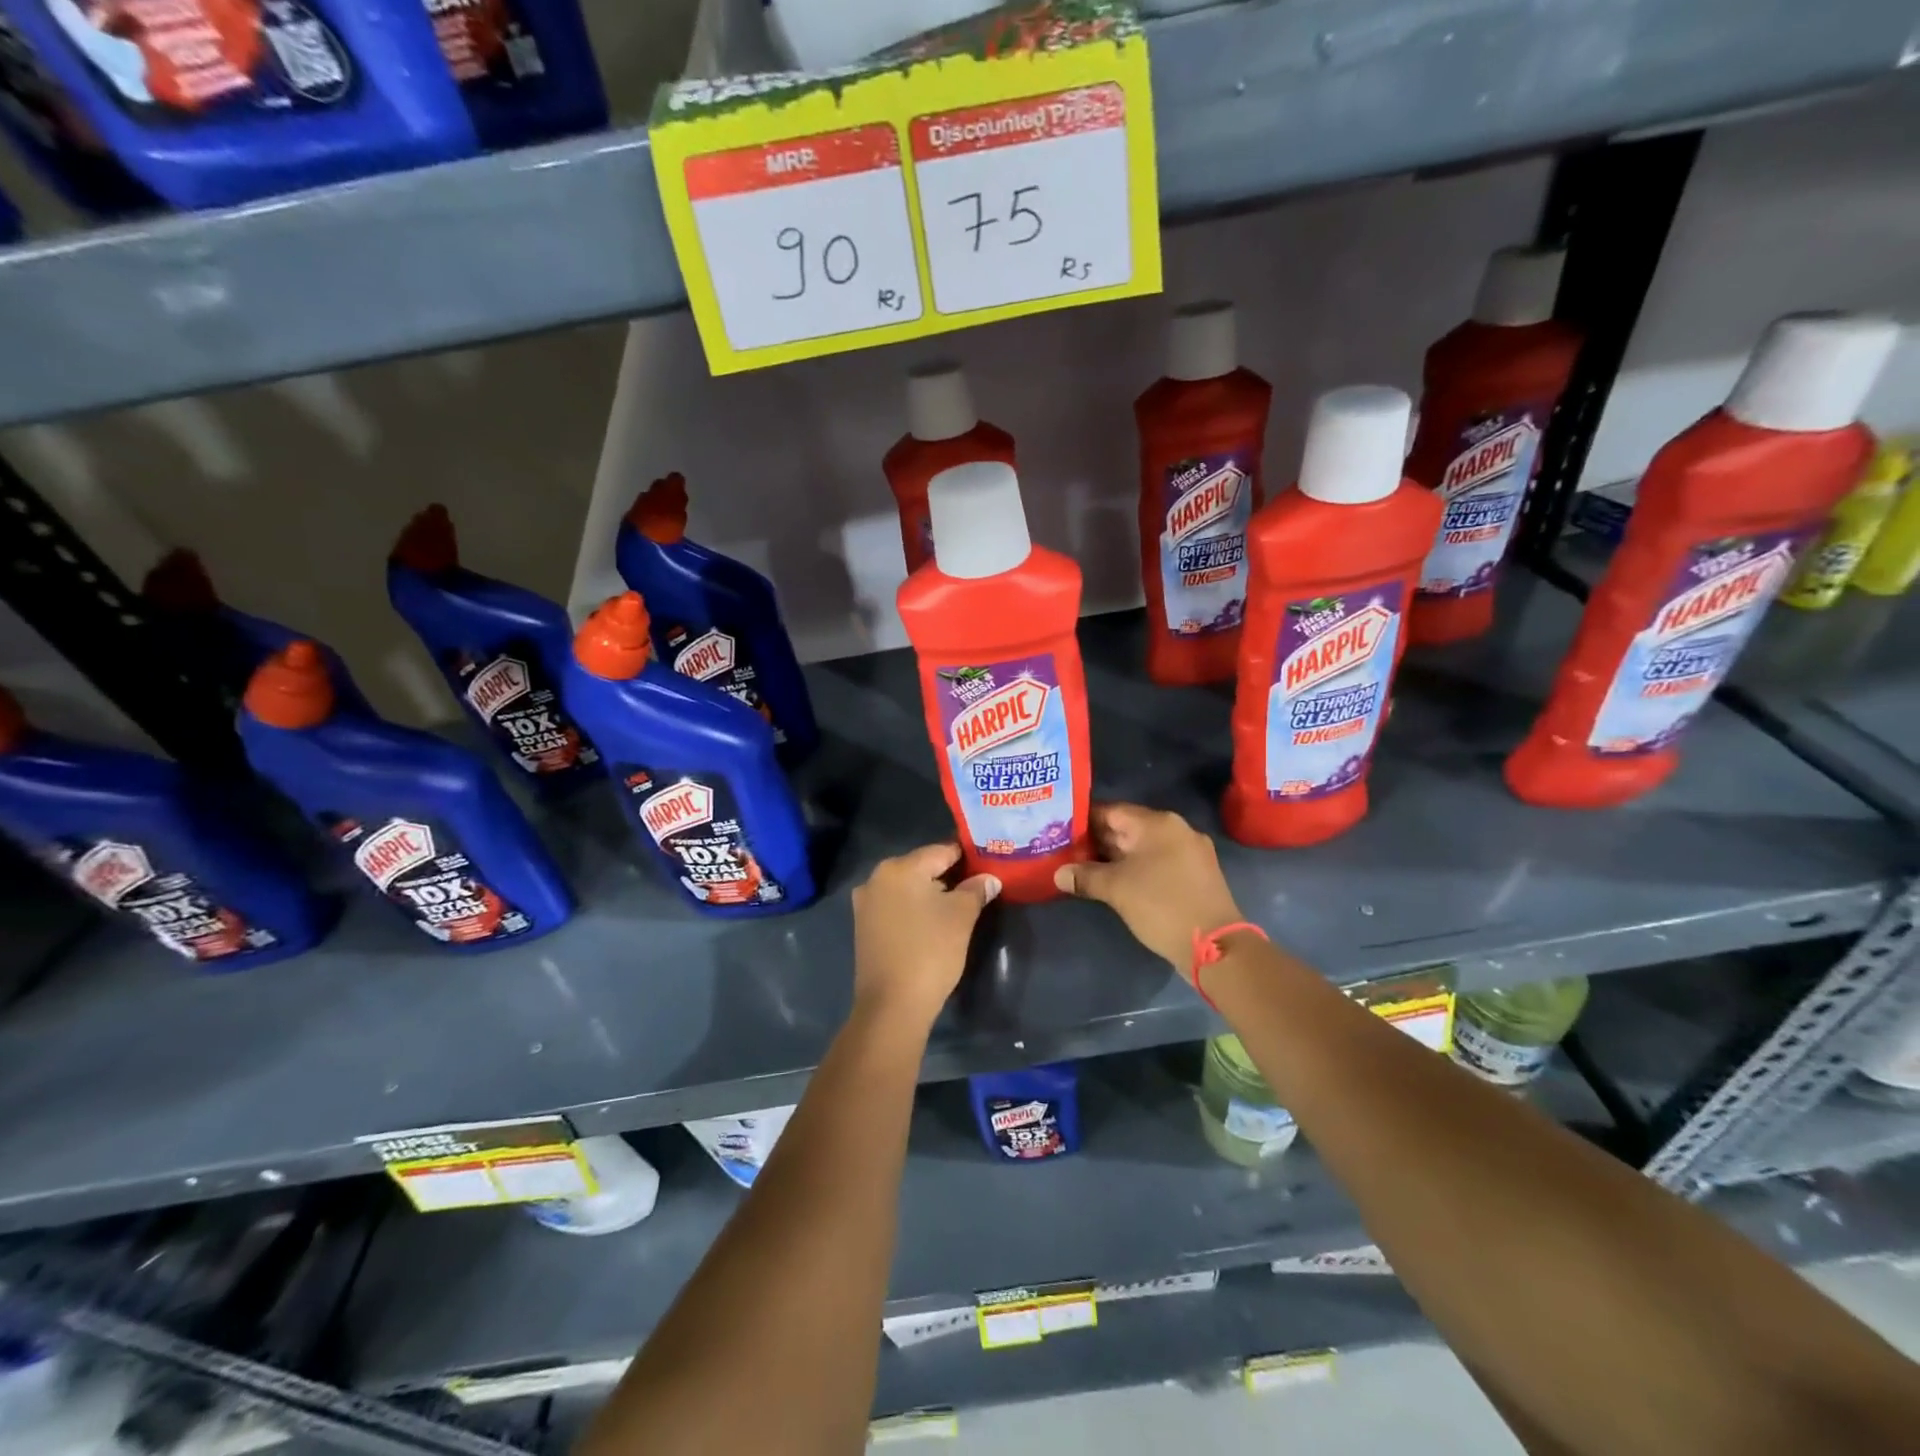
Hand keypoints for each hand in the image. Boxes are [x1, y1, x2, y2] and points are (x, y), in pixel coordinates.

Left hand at [852, 844, 999, 1030]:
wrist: (892, 1006)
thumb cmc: (930, 952)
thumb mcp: (961, 917)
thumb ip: (976, 890)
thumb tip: (989, 879)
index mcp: (899, 867)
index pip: (941, 851)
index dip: (967, 857)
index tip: (988, 864)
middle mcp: (876, 877)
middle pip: (922, 867)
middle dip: (949, 875)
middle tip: (977, 888)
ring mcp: (866, 903)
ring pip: (908, 888)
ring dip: (931, 893)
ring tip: (958, 906)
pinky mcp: (864, 926)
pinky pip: (896, 906)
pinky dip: (915, 909)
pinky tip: (933, 923)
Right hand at [1054, 803, 1242, 978]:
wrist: (1216, 946)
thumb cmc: (1162, 905)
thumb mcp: (1116, 889)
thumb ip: (1085, 876)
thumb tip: (1058, 874)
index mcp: (1157, 823)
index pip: (1111, 810)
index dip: (1083, 820)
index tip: (1059, 830)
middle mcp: (1176, 829)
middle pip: (1127, 827)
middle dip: (1097, 839)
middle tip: (1065, 850)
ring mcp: (1189, 852)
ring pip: (1142, 847)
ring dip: (1115, 856)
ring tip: (1083, 867)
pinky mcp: (1195, 874)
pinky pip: (1157, 862)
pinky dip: (1135, 868)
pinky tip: (1115, 881)